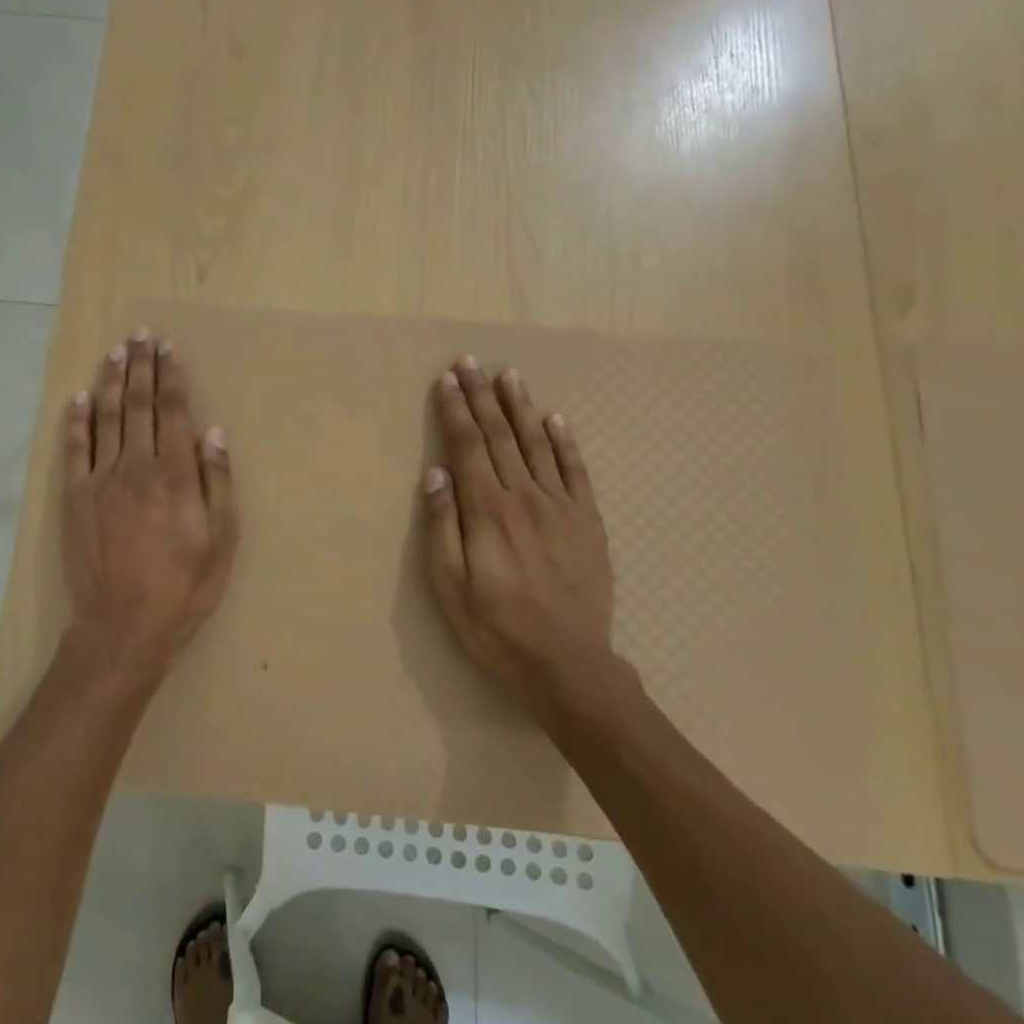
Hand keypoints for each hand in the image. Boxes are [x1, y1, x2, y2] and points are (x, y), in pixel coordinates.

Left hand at [60, 329, 238, 686]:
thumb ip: (218, 482)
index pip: (173, 412)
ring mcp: (101, 480)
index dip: (171, 377)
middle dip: (141, 366)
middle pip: (138, 405)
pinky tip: (77, 397)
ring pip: (106, 418)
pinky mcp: (76, 498)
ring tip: (116, 352)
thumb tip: (214, 432)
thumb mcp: (221, 539)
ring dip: (110, 381)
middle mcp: (137, 466)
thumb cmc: (184, 586)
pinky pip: (74, 449)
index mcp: (175, 474)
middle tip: (141, 335)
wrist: (124, 624)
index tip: (169, 349)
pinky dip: (75, 420)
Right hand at [421, 356, 634, 725]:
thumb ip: (443, 526)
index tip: (447, 379)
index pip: (468, 446)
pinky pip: (576, 471)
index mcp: (487, 510)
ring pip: (538, 444)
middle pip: (500, 435)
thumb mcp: (450, 585)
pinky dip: (565, 441)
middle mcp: (524, 496)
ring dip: (521, 407)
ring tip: (509, 375)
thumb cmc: (496, 626)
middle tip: (471, 361)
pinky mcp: (587, 521)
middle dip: (482, 396)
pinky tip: (555, 419)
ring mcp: (561, 506)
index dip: (456, 410)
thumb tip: (436, 474)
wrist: (567, 662)